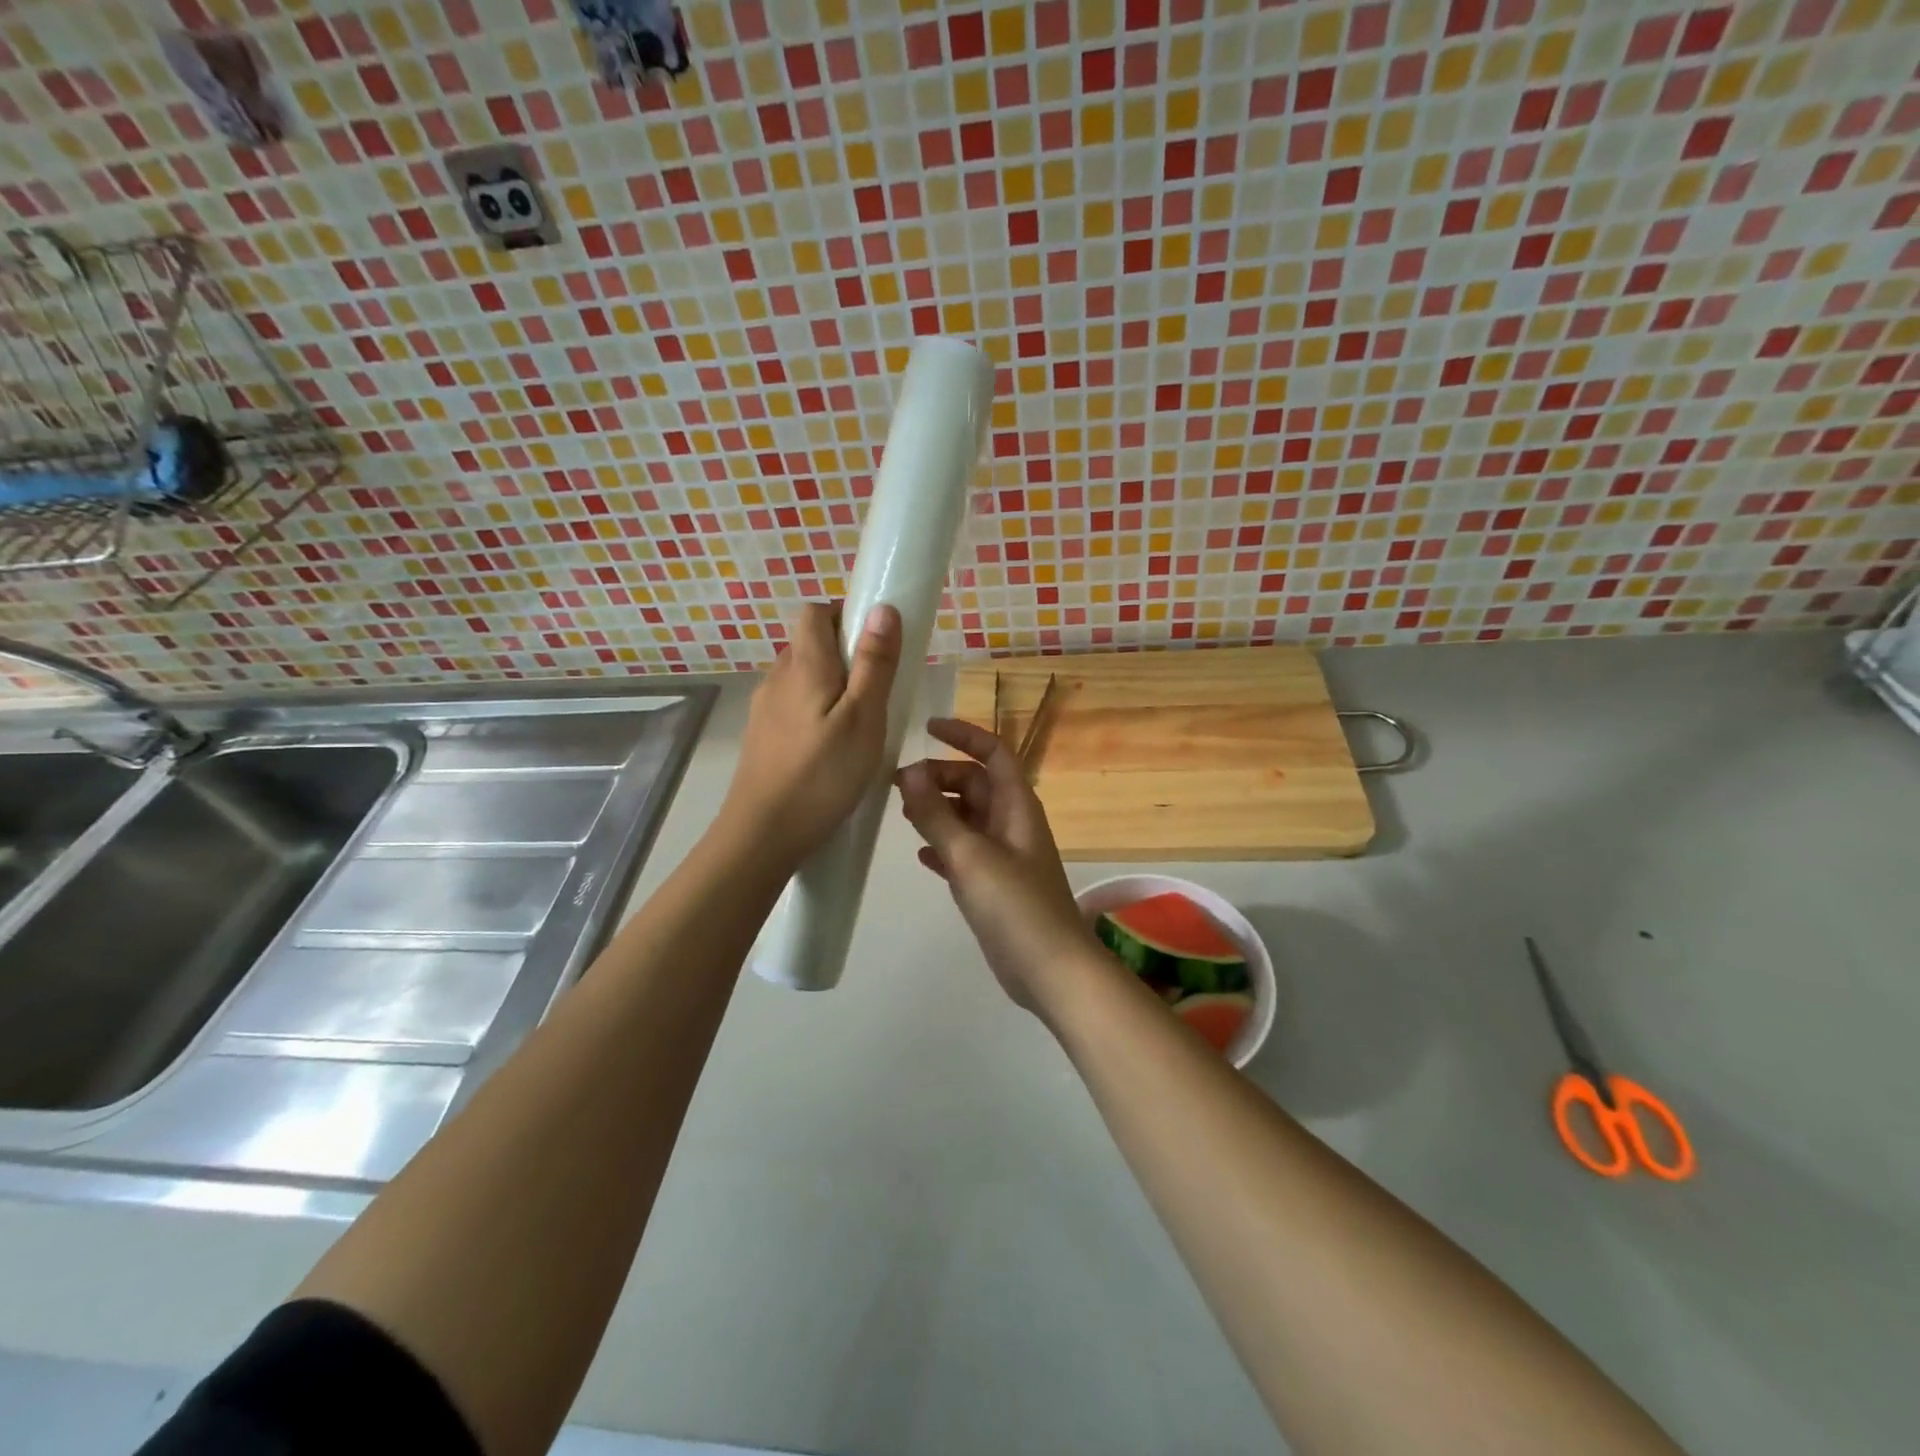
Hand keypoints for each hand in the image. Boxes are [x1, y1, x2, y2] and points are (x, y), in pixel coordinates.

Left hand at [721, 601, 900, 863]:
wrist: (762, 835)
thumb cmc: (822, 775)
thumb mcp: (864, 718)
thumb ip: (874, 663)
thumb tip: (882, 607)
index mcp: (804, 665)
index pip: (815, 612)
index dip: (845, 617)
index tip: (875, 647)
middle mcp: (778, 678)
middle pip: (809, 644)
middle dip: (845, 655)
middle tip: (877, 692)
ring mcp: (764, 709)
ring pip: (801, 678)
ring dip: (831, 687)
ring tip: (858, 726)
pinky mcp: (761, 737)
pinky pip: (792, 707)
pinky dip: (815, 713)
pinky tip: (831, 750)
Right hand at [895, 718, 1104, 1012]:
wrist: (1050, 970)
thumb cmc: (1015, 905)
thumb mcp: (971, 855)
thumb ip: (937, 813)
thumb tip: (909, 770)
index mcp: (1016, 805)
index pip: (993, 753)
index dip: (963, 735)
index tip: (926, 728)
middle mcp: (1011, 823)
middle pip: (974, 784)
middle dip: (940, 776)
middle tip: (897, 784)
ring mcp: (1003, 855)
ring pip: (967, 818)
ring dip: (938, 810)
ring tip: (902, 812)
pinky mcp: (994, 885)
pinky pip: (964, 852)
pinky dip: (943, 846)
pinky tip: (920, 855)